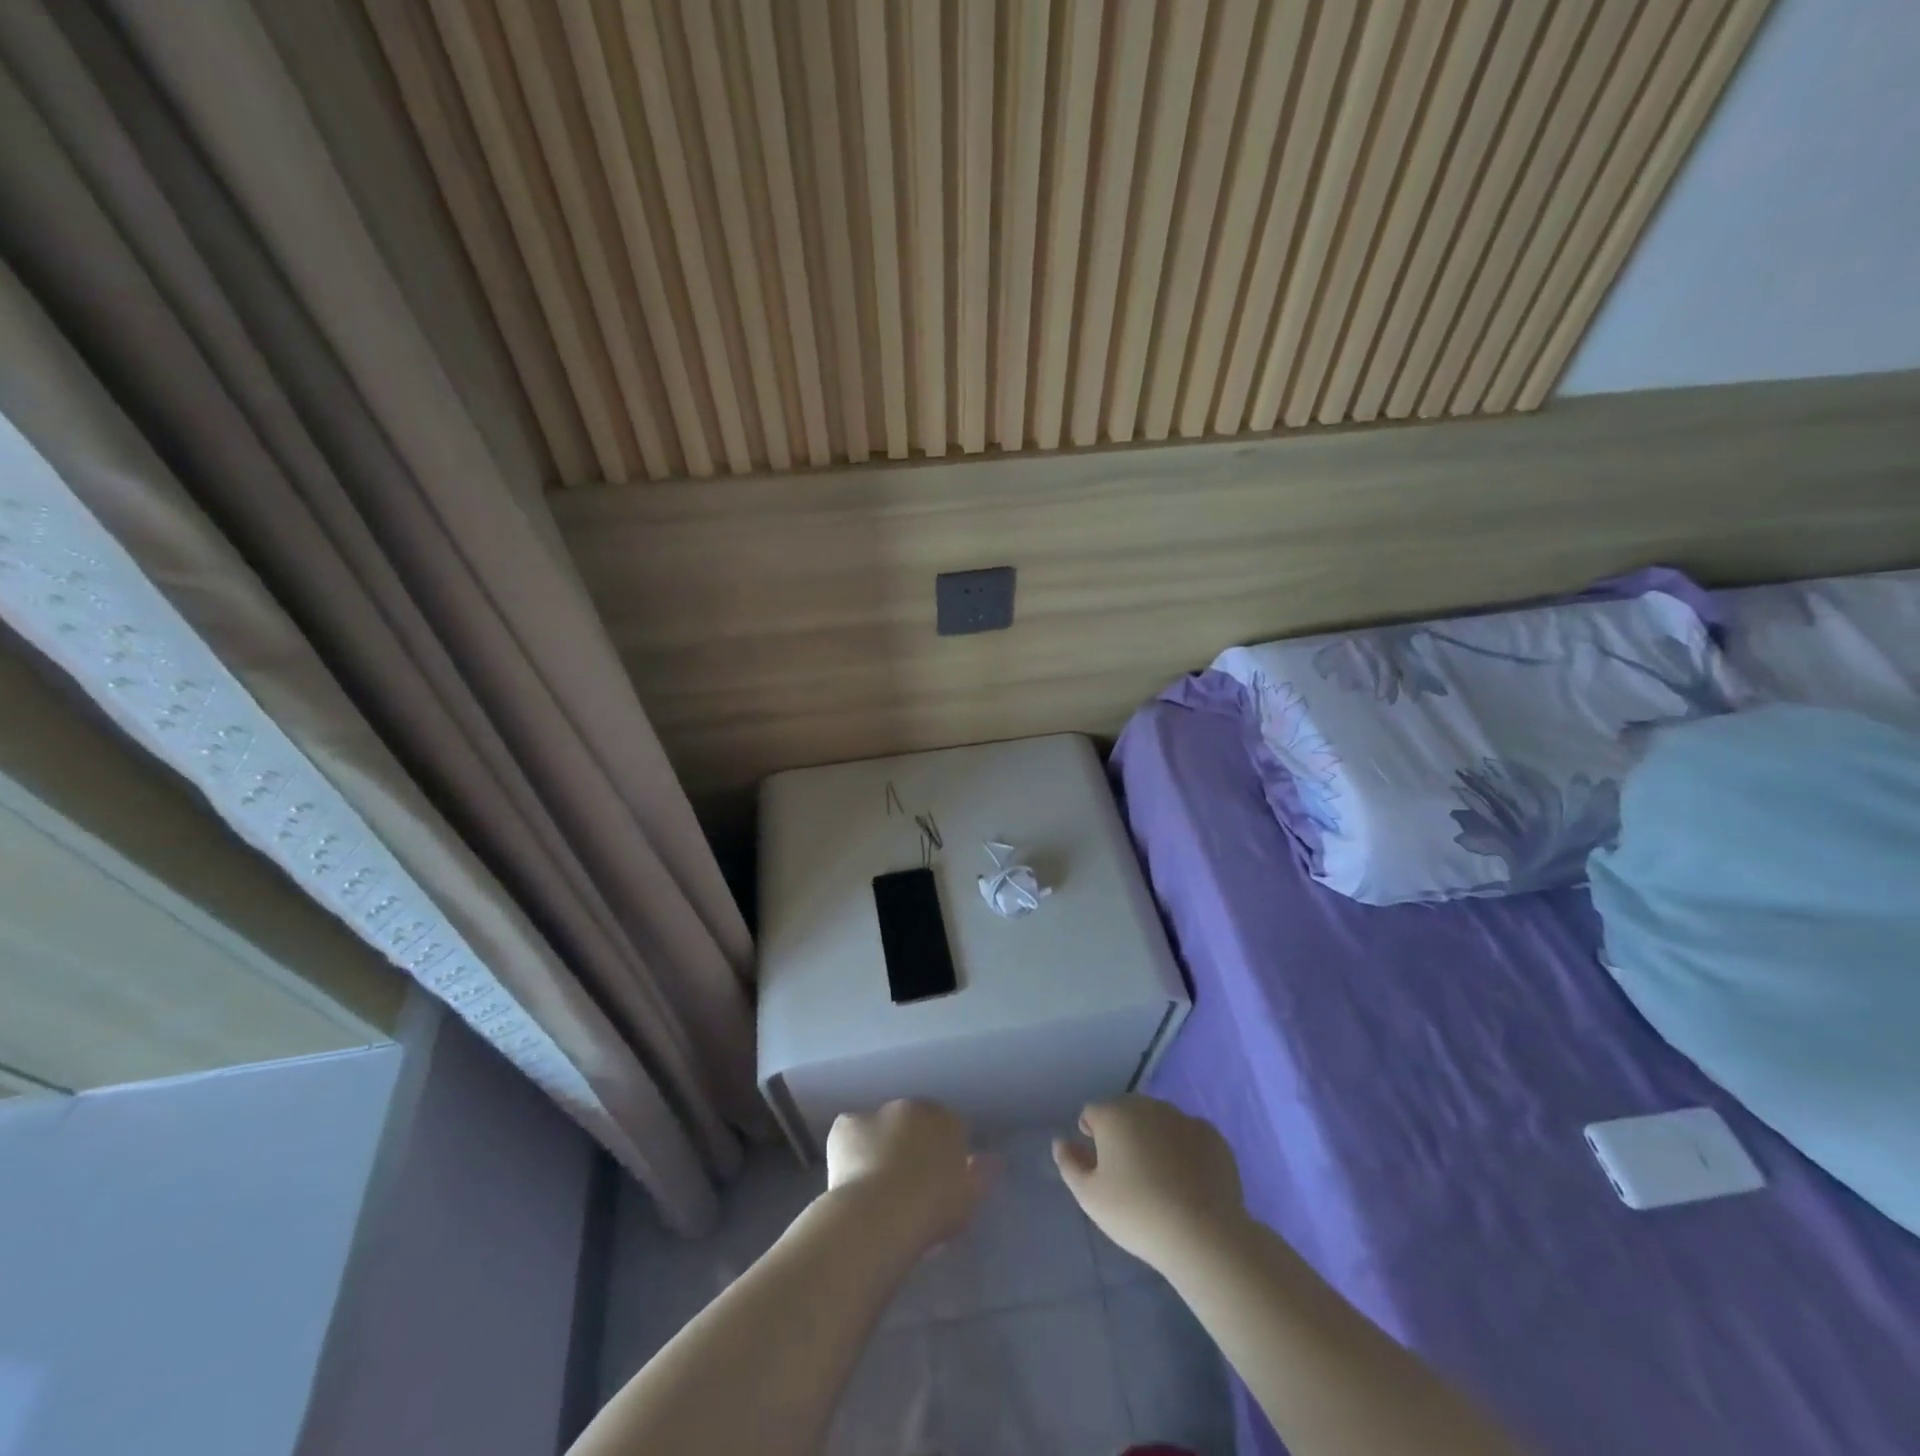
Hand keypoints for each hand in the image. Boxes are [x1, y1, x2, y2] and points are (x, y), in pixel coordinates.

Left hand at [824, 1100, 993, 1255]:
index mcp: (947, 1121)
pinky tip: (848, 1176)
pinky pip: (850, 1133)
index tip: (936, 1178)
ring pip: (880, 1126)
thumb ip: (982, 1174)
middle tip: (905, 1181)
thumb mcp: (969, 1197)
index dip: (942, 1151)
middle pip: (914, 1121)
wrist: (882, 1212)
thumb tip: (996, 1159)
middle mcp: (914, 1107)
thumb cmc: (933, 1208)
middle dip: (910, 1142)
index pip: (949, 1126)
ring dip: (879, 1144)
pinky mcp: (846, 1123)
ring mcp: (878, 1112)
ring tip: (874, 1183)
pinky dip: (850, 1149)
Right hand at [1054, 1095, 1247, 1269]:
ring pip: (1159, 1121)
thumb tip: (1061, 1142)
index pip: (1092, 1113)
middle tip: (1128, 1172)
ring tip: (1160, 1178)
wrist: (1202, 1234)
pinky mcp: (1213, 1136)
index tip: (1100, 1165)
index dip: (1092, 1135)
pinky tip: (1188, 1180)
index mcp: (1114, 1114)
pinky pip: (1189, 1135)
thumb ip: (1070, 1164)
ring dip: (1154, 1138)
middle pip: (1127, 1112)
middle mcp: (1147, 1106)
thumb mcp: (1089, 1197)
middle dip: (1123, 1133)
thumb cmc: (1136, 1214)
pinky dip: (1185, 1149)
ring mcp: (1183, 1117)